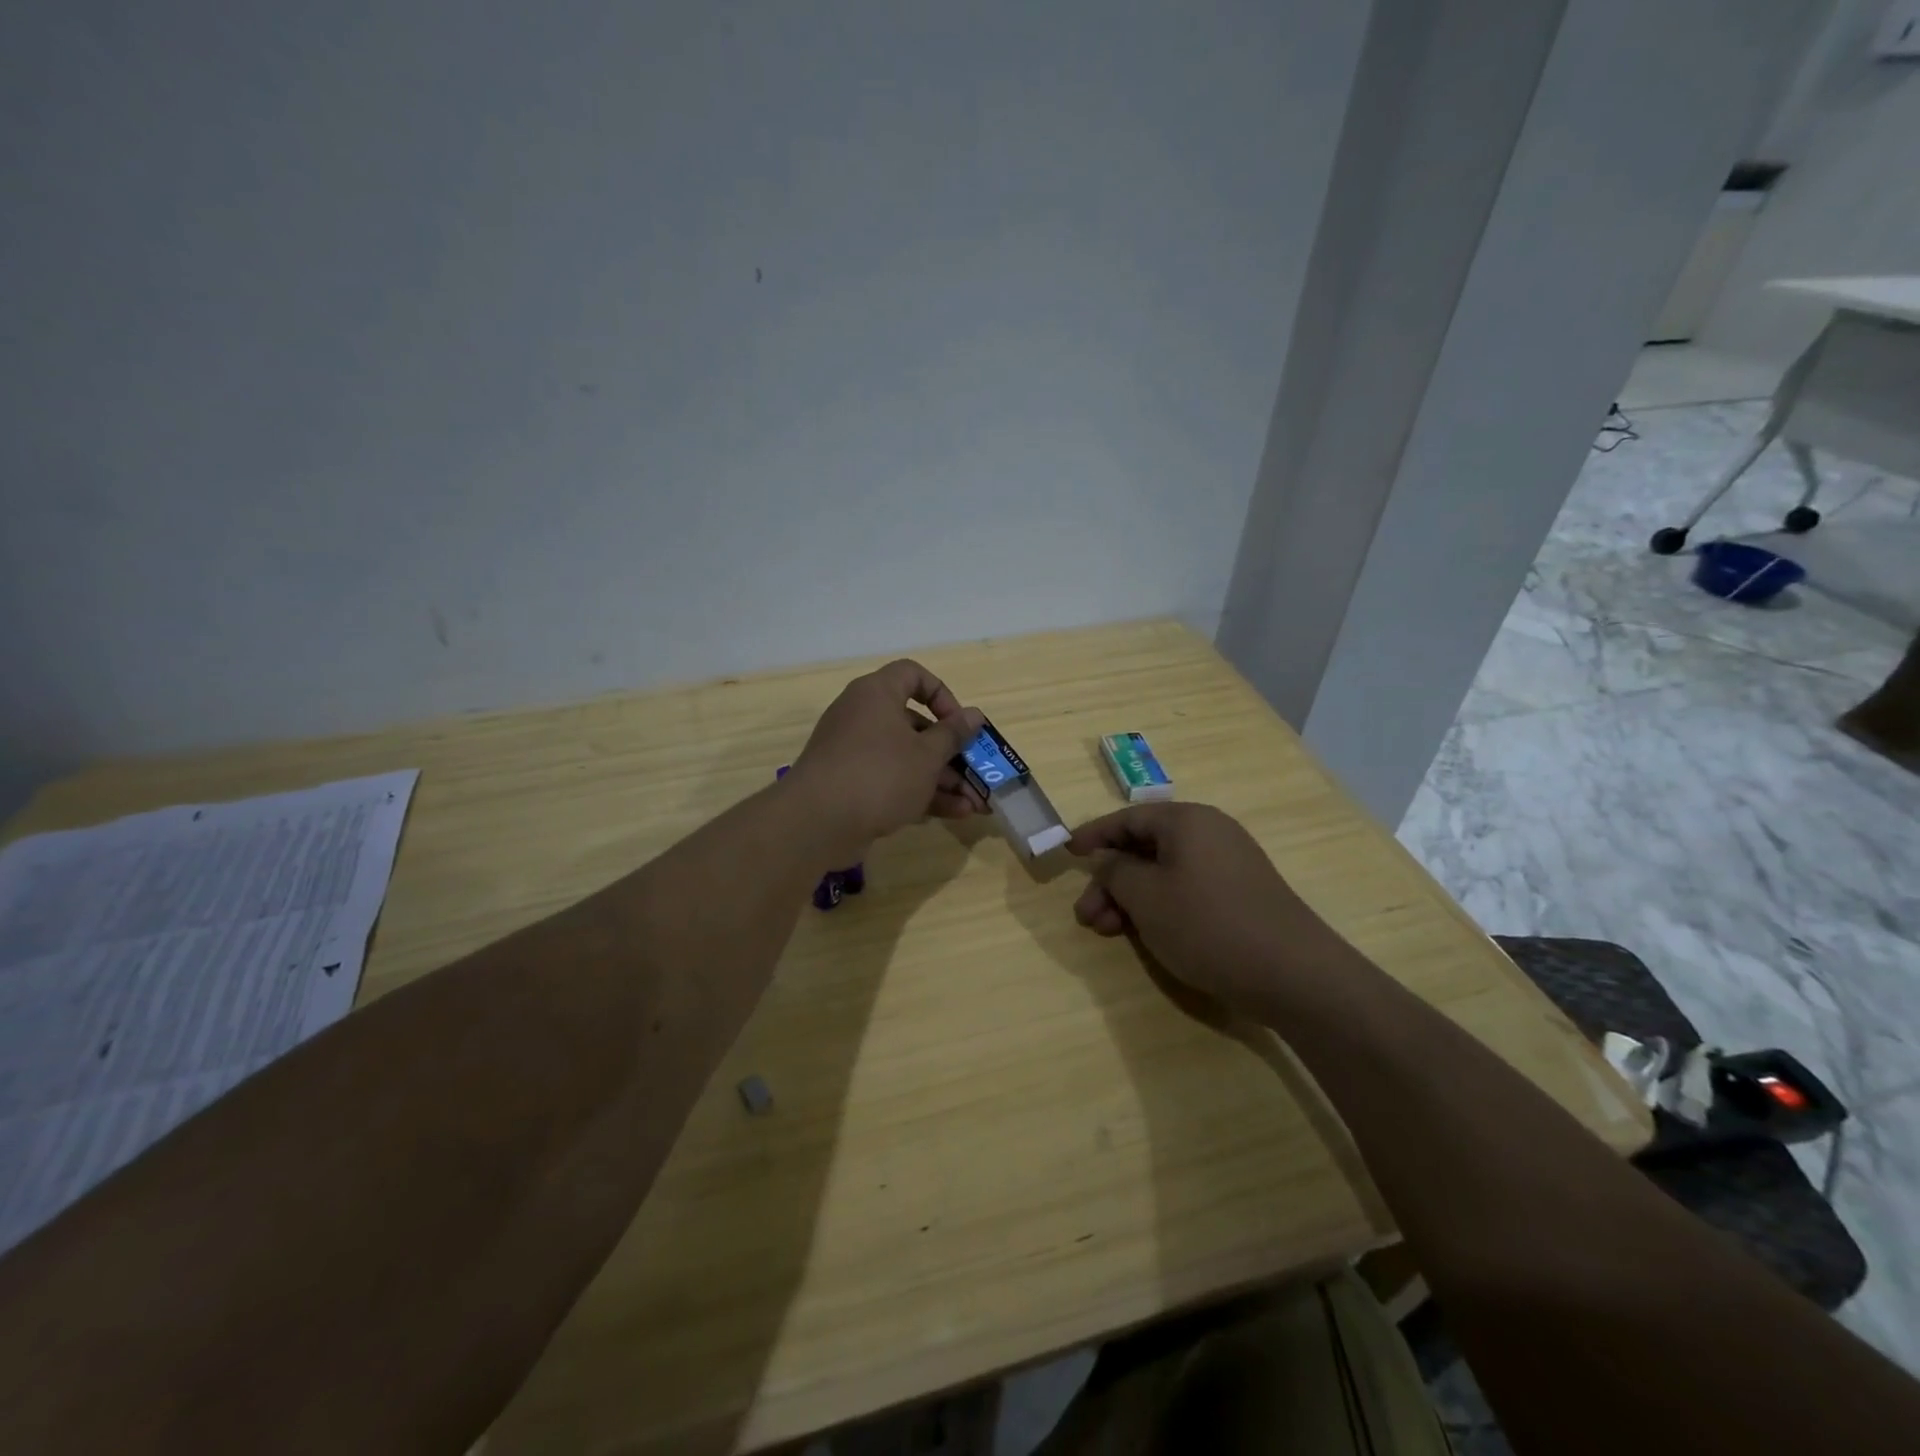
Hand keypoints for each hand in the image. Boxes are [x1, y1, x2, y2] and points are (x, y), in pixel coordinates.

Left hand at [788, 659, 985, 857]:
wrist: (817, 823)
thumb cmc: (880, 774)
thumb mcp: (927, 755)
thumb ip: (953, 734)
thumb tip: (974, 715)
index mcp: (877, 695)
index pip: (912, 675)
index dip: (941, 694)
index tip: (959, 723)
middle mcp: (863, 717)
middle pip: (915, 725)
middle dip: (951, 753)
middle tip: (977, 773)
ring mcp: (855, 753)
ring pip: (907, 758)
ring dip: (943, 780)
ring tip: (976, 804)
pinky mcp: (852, 785)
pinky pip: (892, 781)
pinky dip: (921, 793)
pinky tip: (954, 814)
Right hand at [1068, 802, 1353, 1018]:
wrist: (1293, 973)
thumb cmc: (1207, 924)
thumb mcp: (1146, 897)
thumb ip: (1115, 871)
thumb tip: (1105, 857)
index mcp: (1187, 820)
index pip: (1127, 818)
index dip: (1093, 836)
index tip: (1067, 854)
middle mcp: (1210, 832)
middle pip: (1145, 847)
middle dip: (1110, 881)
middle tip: (1086, 916)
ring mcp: (1229, 863)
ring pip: (1164, 872)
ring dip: (1131, 898)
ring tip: (1108, 932)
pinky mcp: (1241, 893)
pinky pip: (1187, 888)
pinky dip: (1159, 906)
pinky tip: (1145, 934)